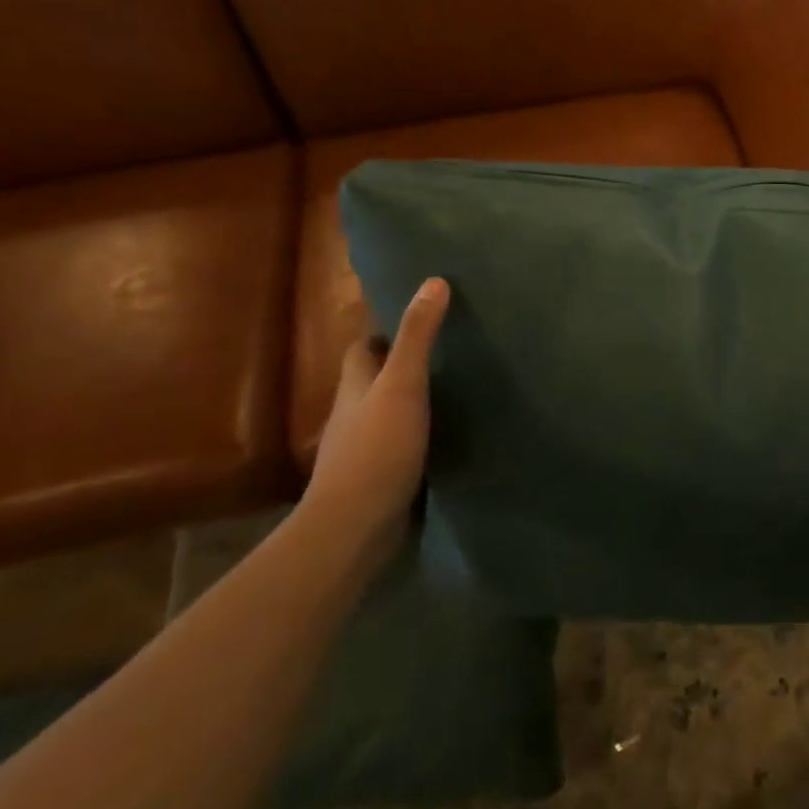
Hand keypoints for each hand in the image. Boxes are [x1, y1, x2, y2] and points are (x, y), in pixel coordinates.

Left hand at [307, 277, 450, 540]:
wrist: (355, 526)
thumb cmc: (377, 448)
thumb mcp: (402, 385)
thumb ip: (417, 337)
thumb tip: (433, 281)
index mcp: (356, 387)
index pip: (363, 350)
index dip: (383, 334)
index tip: (417, 323)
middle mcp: (354, 415)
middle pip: (373, 382)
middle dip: (401, 368)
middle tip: (447, 357)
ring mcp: (363, 451)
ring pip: (387, 416)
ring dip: (411, 406)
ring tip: (454, 395)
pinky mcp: (379, 480)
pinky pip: (399, 449)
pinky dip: (418, 440)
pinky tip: (445, 440)